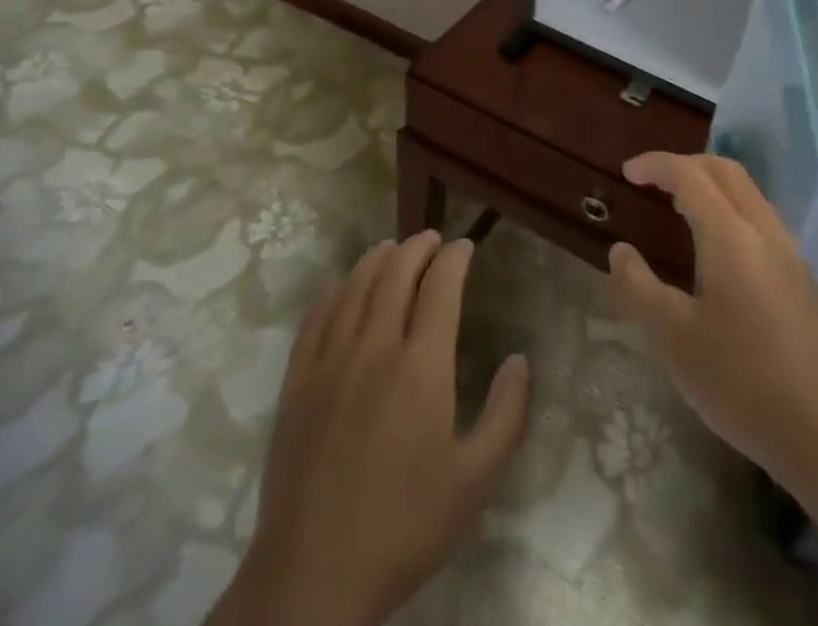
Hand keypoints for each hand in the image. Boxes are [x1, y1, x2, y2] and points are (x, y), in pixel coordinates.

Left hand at [214, 233, 529, 625]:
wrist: (313, 577)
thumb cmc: (404, 527)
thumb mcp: (476, 481)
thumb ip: (507, 414)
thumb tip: (519, 360)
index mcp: (422, 366)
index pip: (440, 286)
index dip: (455, 257)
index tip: (466, 247)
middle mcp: (375, 347)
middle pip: (396, 272)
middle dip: (418, 247)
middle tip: (433, 240)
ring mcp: (330, 361)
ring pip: (355, 285)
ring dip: (377, 259)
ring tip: (392, 249)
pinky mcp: (298, 381)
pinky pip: (316, 316)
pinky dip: (334, 289)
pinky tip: (341, 285)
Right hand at [608, 152, 817, 479]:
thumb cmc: (738, 380)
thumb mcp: (671, 337)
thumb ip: (637, 286)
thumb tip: (620, 251)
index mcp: (730, 235)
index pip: (690, 175)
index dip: (656, 165)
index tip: (627, 172)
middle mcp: (764, 231)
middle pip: (725, 171)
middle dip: (686, 164)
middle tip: (652, 181)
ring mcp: (789, 253)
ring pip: (748, 193)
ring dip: (711, 185)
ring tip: (679, 208)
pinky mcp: (802, 278)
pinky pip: (761, 219)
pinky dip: (730, 210)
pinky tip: (717, 250)